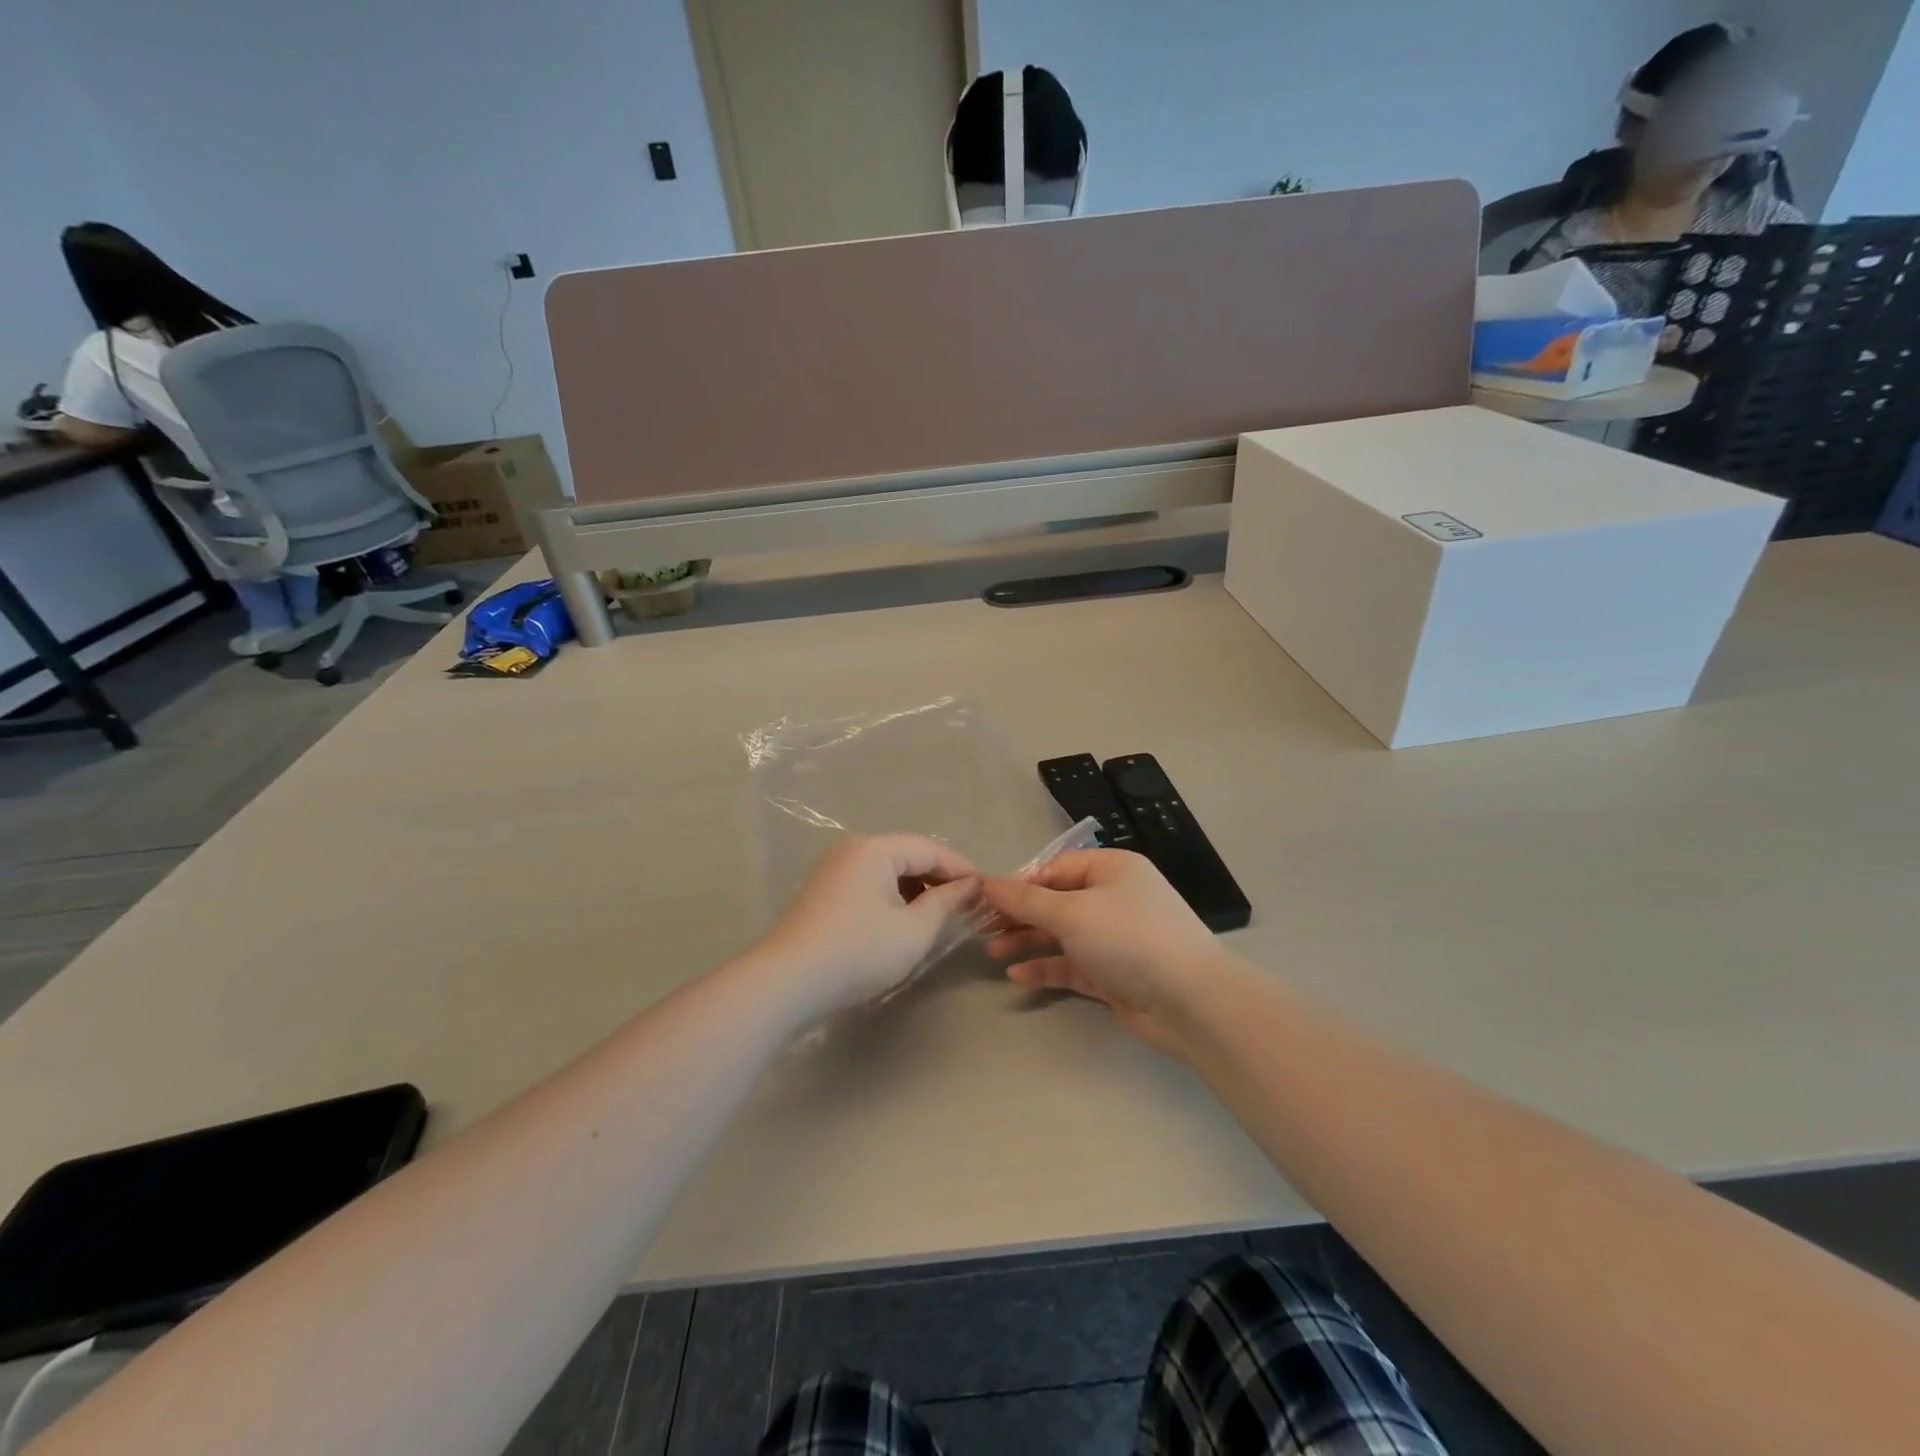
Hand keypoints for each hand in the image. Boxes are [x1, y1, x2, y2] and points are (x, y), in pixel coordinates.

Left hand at [750, 834, 979, 1015]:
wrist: (787, 982)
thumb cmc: (858, 952)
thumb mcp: (913, 931)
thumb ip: (945, 903)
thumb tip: (970, 885)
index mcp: (875, 849)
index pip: (930, 849)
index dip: (961, 869)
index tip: (987, 893)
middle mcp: (853, 849)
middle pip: (908, 855)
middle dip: (939, 879)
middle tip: (967, 907)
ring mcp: (834, 869)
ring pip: (888, 870)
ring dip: (916, 890)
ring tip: (939, 917)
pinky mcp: (824, 891)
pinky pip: (870, 883)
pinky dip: (893, 897)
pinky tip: (904, 922)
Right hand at [981, 850, 1230, 1051]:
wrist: (1190, 1001)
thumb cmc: (1129, 938)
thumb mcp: (1073, 912)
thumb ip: (1027, 900)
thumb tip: (986, 882)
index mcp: (1112, 870)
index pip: (1056, 868)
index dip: (1021, 882)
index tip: (985, 899)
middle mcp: (1114, 899)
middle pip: (1057, 901)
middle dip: (1020, 914)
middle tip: (981, 927)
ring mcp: (1115, 939)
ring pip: (1062, 935)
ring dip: (1028, 941)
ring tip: (991, 952)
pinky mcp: (1113, 974)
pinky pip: (1072, 965)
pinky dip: (1046, 968)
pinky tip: (1017, 975)